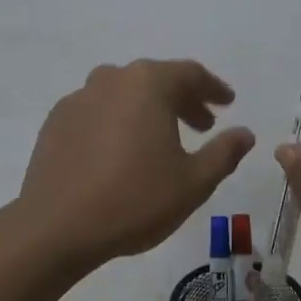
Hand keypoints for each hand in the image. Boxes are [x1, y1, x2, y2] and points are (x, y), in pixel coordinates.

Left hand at [19, 59, 255, 269]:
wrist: (55, 227)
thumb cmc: (134, 200)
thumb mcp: (193, 182)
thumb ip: (223, 152)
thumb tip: (245, 133)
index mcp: (148, 83)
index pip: (190, 74)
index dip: (213, 88)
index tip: (227, 103)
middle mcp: (112, 79)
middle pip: (156, 80)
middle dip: (183, 100)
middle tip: (203, 125)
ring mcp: (79, 97)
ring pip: (124, 93)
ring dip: (148, 109)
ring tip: (162, 138)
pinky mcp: (56, 121)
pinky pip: (97, 110)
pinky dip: (117, 121)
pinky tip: (120, 151)